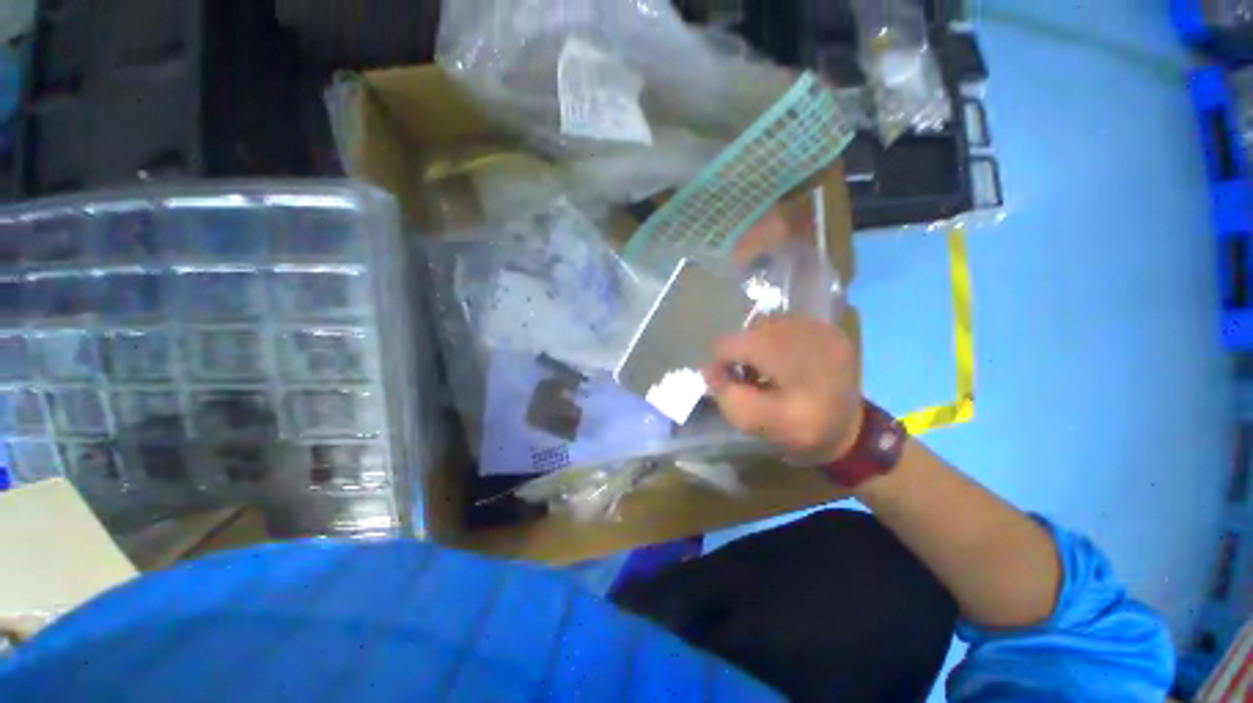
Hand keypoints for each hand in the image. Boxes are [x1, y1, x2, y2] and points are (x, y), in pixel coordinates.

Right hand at [704, 315, 861, 464]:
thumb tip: (709, 370)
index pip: (731, 343)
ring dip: (759, 345)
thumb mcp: (758, 423)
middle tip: (751, 378)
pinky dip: (777, 340)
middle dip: (743, 354)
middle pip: (748, 330)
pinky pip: (786, 324)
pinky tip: (785, 361)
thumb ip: (727, 396)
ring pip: (767, 324)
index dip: (722, 362)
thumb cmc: (803, 430)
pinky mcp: (827, 328)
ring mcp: (820, 327)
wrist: (853, 432)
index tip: (730, 382)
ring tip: (768, 369)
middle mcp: (805, 331)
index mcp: (789, 357)